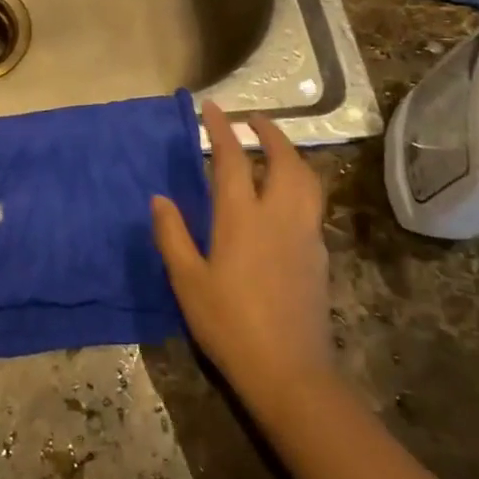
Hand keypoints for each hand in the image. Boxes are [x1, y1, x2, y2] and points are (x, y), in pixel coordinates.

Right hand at [151, 101, 338, 422]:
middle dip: (269, 133)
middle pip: (283, 160)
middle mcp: (278, 216)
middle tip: (253, 120)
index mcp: (241, 217)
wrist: (289, 371)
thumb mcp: (187, 281)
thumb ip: (172, 235)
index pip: (232, 159)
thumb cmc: (229, 324)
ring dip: (291, 155)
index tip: (212, 108)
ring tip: (275, 149)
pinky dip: (300, 184)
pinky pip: (312, 204)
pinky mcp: (318, 255)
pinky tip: (287, 197)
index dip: (221, 129)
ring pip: (307, 180)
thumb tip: (160, 198)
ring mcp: (304, 234)